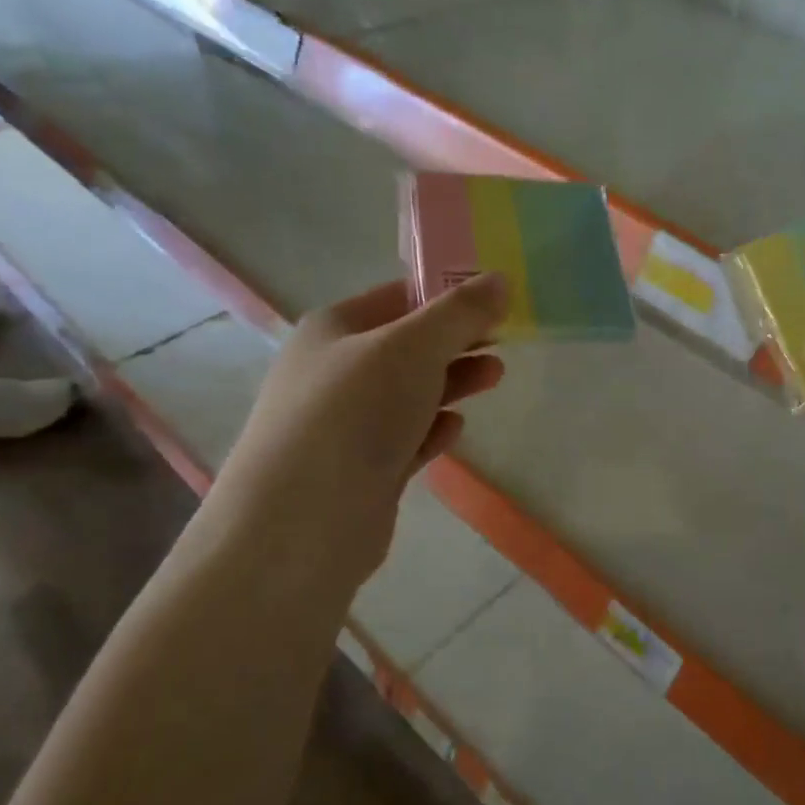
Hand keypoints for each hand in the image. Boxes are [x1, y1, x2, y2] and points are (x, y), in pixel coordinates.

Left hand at [209, 276, 507, 586]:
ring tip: (495, 376)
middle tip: (504, 342)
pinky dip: (432, 428)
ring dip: (452, 382)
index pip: (399, 296)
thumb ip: (459, 313)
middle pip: (408, 346)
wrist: (301, 524)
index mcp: (334, 329)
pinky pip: (405, 438)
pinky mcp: (361, 471)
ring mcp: (345, 424)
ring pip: (409, 392)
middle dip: (457, 341)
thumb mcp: (412, 348)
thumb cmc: (354, 414)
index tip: (496, 301)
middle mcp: (335, 371)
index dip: (449, 294)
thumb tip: (499, 279)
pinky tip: (456, 428)